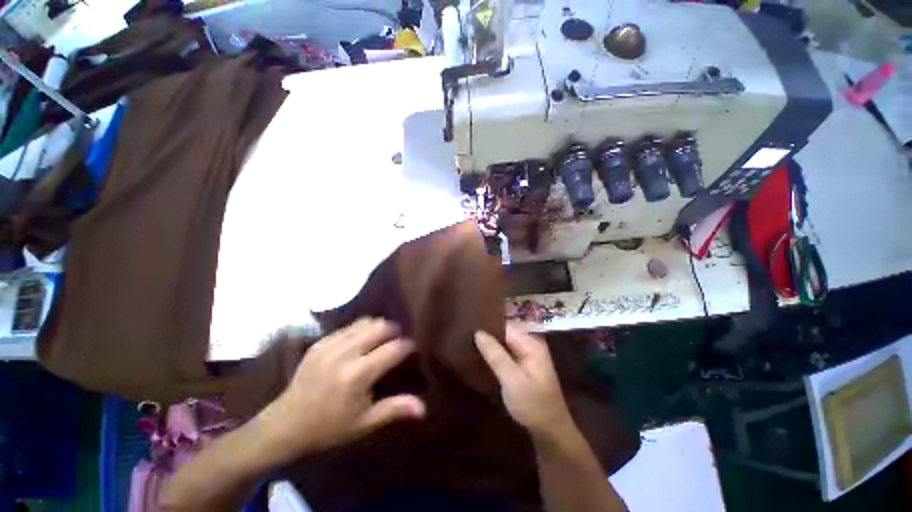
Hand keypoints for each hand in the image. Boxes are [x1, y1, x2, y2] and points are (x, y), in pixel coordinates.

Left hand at [256, 318, 425, 459]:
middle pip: (380, 327)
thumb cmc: (329, 428)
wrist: (284, 425)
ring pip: (365, 322)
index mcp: (357, 375)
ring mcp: (330, 345)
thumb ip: (394, 409)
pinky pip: (349, 326)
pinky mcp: (320, 342)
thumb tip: (424, 407)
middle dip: (394, 331)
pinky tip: (361, 342)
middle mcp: (345, 354)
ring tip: (381, 340)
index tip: (413, 349)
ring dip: (378, 328)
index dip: (408, 346)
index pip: (393, 349)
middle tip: (397, 342)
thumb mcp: (364, 424)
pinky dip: (361, 330)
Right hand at [474, 324, 573, 437]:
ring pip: (505, 342)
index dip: (488, 326)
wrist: (550, 431)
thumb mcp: (512, 380)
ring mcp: (528, 354)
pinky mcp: (524, 364)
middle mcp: (531, 343)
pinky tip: (482, 355)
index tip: (469, 327)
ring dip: (490, 344)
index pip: (506, 326)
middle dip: (488, 334)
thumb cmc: (533, 405)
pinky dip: (495, 352)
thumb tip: (478, 332)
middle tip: (466, 336)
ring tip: (469, 343)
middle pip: (506, 332)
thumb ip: (496, 355)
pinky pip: (507, 351)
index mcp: (532, 343)